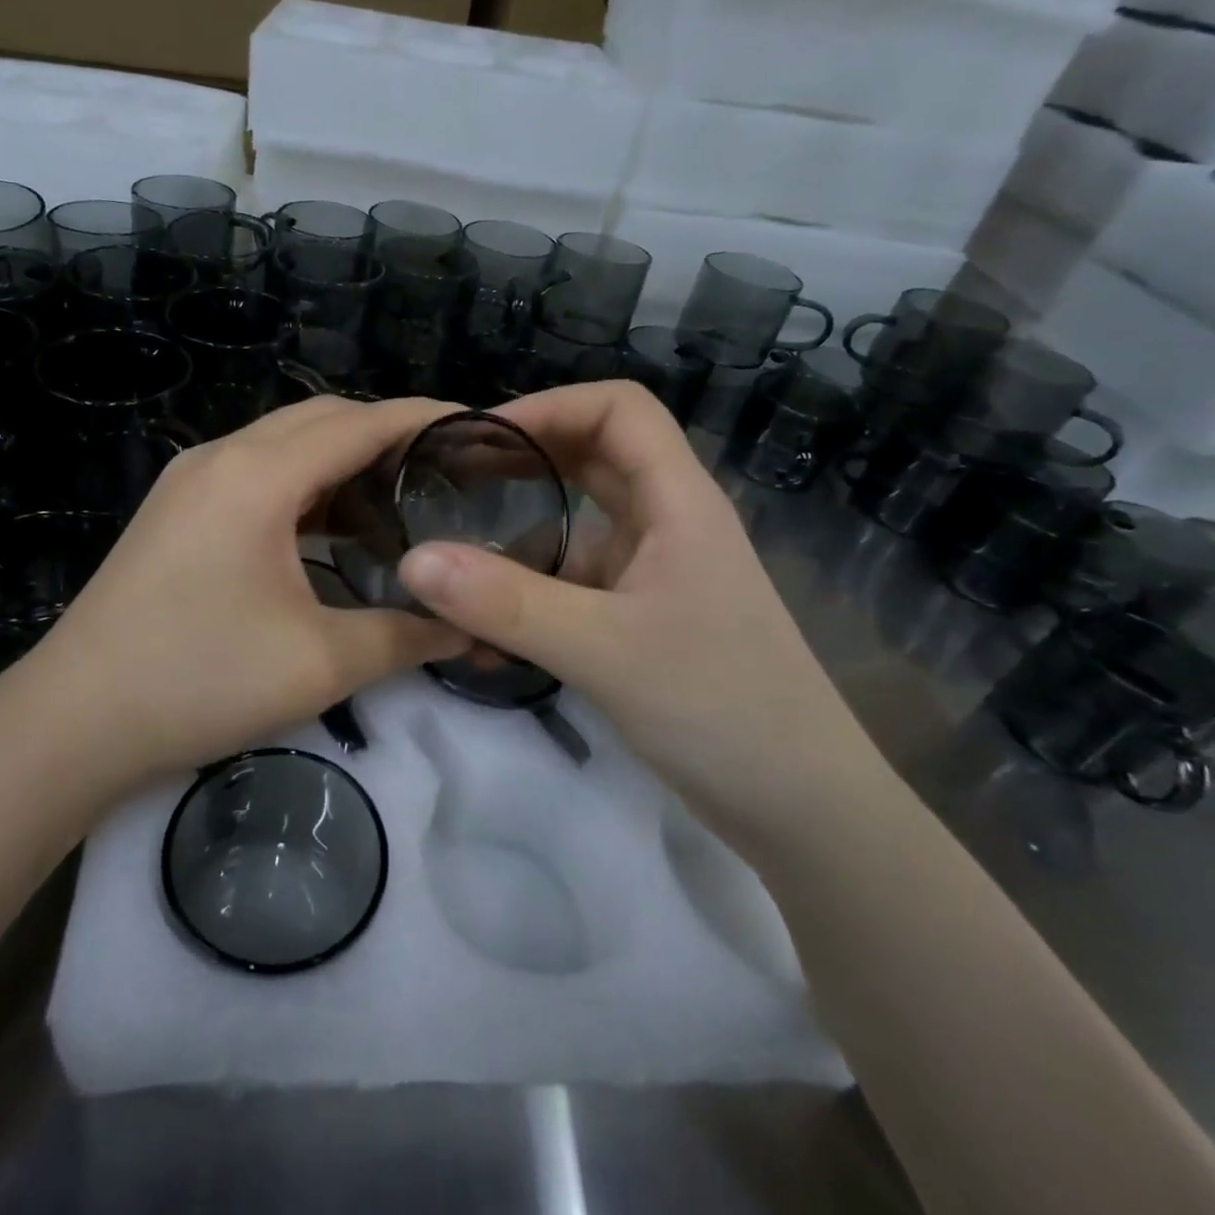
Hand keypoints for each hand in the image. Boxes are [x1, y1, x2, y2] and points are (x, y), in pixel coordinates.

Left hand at [0, 397, 471, 788]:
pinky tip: (331, 524)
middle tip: (445, 469)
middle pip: (322, 418)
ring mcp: (191, 480)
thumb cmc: (199, 682)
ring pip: (285, 442)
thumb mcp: (320, 664)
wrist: (73, 721)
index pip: (361, 423)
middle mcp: (222, 456)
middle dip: (387, 431)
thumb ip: (405, 636)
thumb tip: (468, 631)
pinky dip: (304, 482)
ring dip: (342, 456)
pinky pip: (256, 471)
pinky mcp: (176, 508)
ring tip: (399, 493)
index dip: (425, 418)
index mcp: (260, 476)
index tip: (481, 429)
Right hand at [395, 381, 884, 846]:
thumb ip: (506, 603)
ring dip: (517, 543)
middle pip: (591, 459)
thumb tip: (412, 559)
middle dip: (521, 462)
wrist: (802, 809)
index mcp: (678, 501)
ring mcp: (655, 573)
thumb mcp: (603, 649)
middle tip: (448, 481)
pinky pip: (574, 586)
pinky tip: (486, 639)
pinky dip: (530, 597)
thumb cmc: (720, 708)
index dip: (549, 405)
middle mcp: (667, 523)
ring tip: (450, 569)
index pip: (618, 409)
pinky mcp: (641, 618)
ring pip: (575, 529)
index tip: (478, 436)